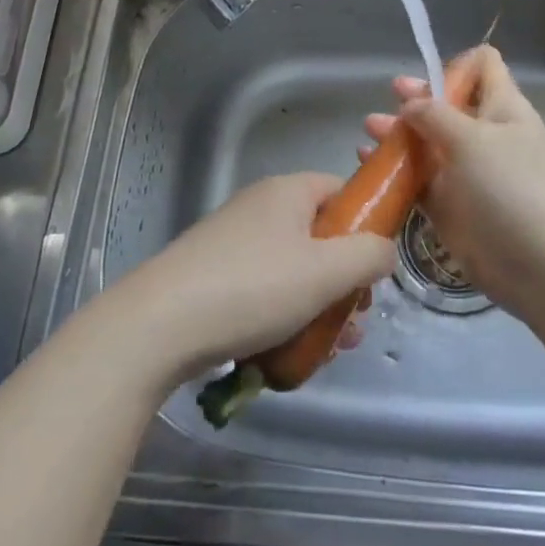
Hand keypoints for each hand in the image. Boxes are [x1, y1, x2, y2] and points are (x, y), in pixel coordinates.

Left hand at [113, 172, 395, 383]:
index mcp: (287, 192)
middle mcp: (260, 208)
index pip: (340, 190)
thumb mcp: (325, 271)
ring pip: (294, 270)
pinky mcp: (214, 277)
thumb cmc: (253, 287)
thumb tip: (384, 250)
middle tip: (355, 320)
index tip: (375, 267)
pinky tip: (291, 354)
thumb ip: (368, 255)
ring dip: (319, 306)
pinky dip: (284, 317)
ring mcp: (233, 243)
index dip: (365, 223)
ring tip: (330, 350)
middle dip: (344, 280)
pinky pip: (264, 290)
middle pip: (319, 236)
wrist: (160, 325)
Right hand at [362, 46, 544, 320]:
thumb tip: (410, 103)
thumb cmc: (513, 188)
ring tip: (369, 130)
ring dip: (399, 134)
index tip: (426, 76)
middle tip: (389, 100)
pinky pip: (419, 182)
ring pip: (428, 144)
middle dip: (416, 100)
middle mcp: (485, 136)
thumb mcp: (473, 139)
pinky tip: (369, 164)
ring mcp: (468, 174)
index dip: (455, 65)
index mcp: (502, 108)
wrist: (544, 268)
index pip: (483, 66)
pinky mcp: (452, 208)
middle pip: (448, 105)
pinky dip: (396, 172)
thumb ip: (435, 115)